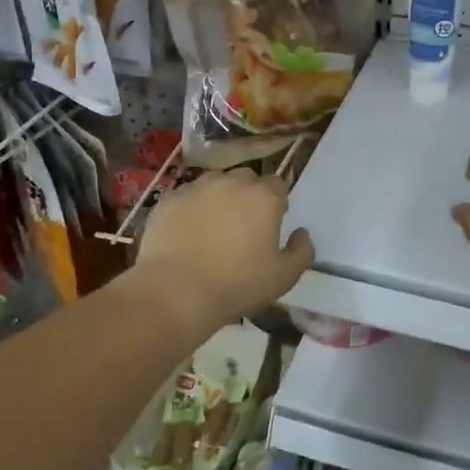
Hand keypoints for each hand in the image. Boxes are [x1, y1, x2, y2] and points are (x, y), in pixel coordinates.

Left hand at [138, 170, 313, 328]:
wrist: (176, 291)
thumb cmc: (237, 284)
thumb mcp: (284, 277)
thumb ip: (301, 251)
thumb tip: (301, 234)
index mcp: (263, 197)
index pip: (278, 184)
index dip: (277, 202)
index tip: (271, 224)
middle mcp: (231, 182)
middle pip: (246, 179)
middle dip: (248, 195)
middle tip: (243, 224)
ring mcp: (196, 188)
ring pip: (214, 183)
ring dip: (219, 197)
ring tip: (213, 226)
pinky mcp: (168, 199)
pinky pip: (186, 197)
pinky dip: (191, 208)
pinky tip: (187, 233)